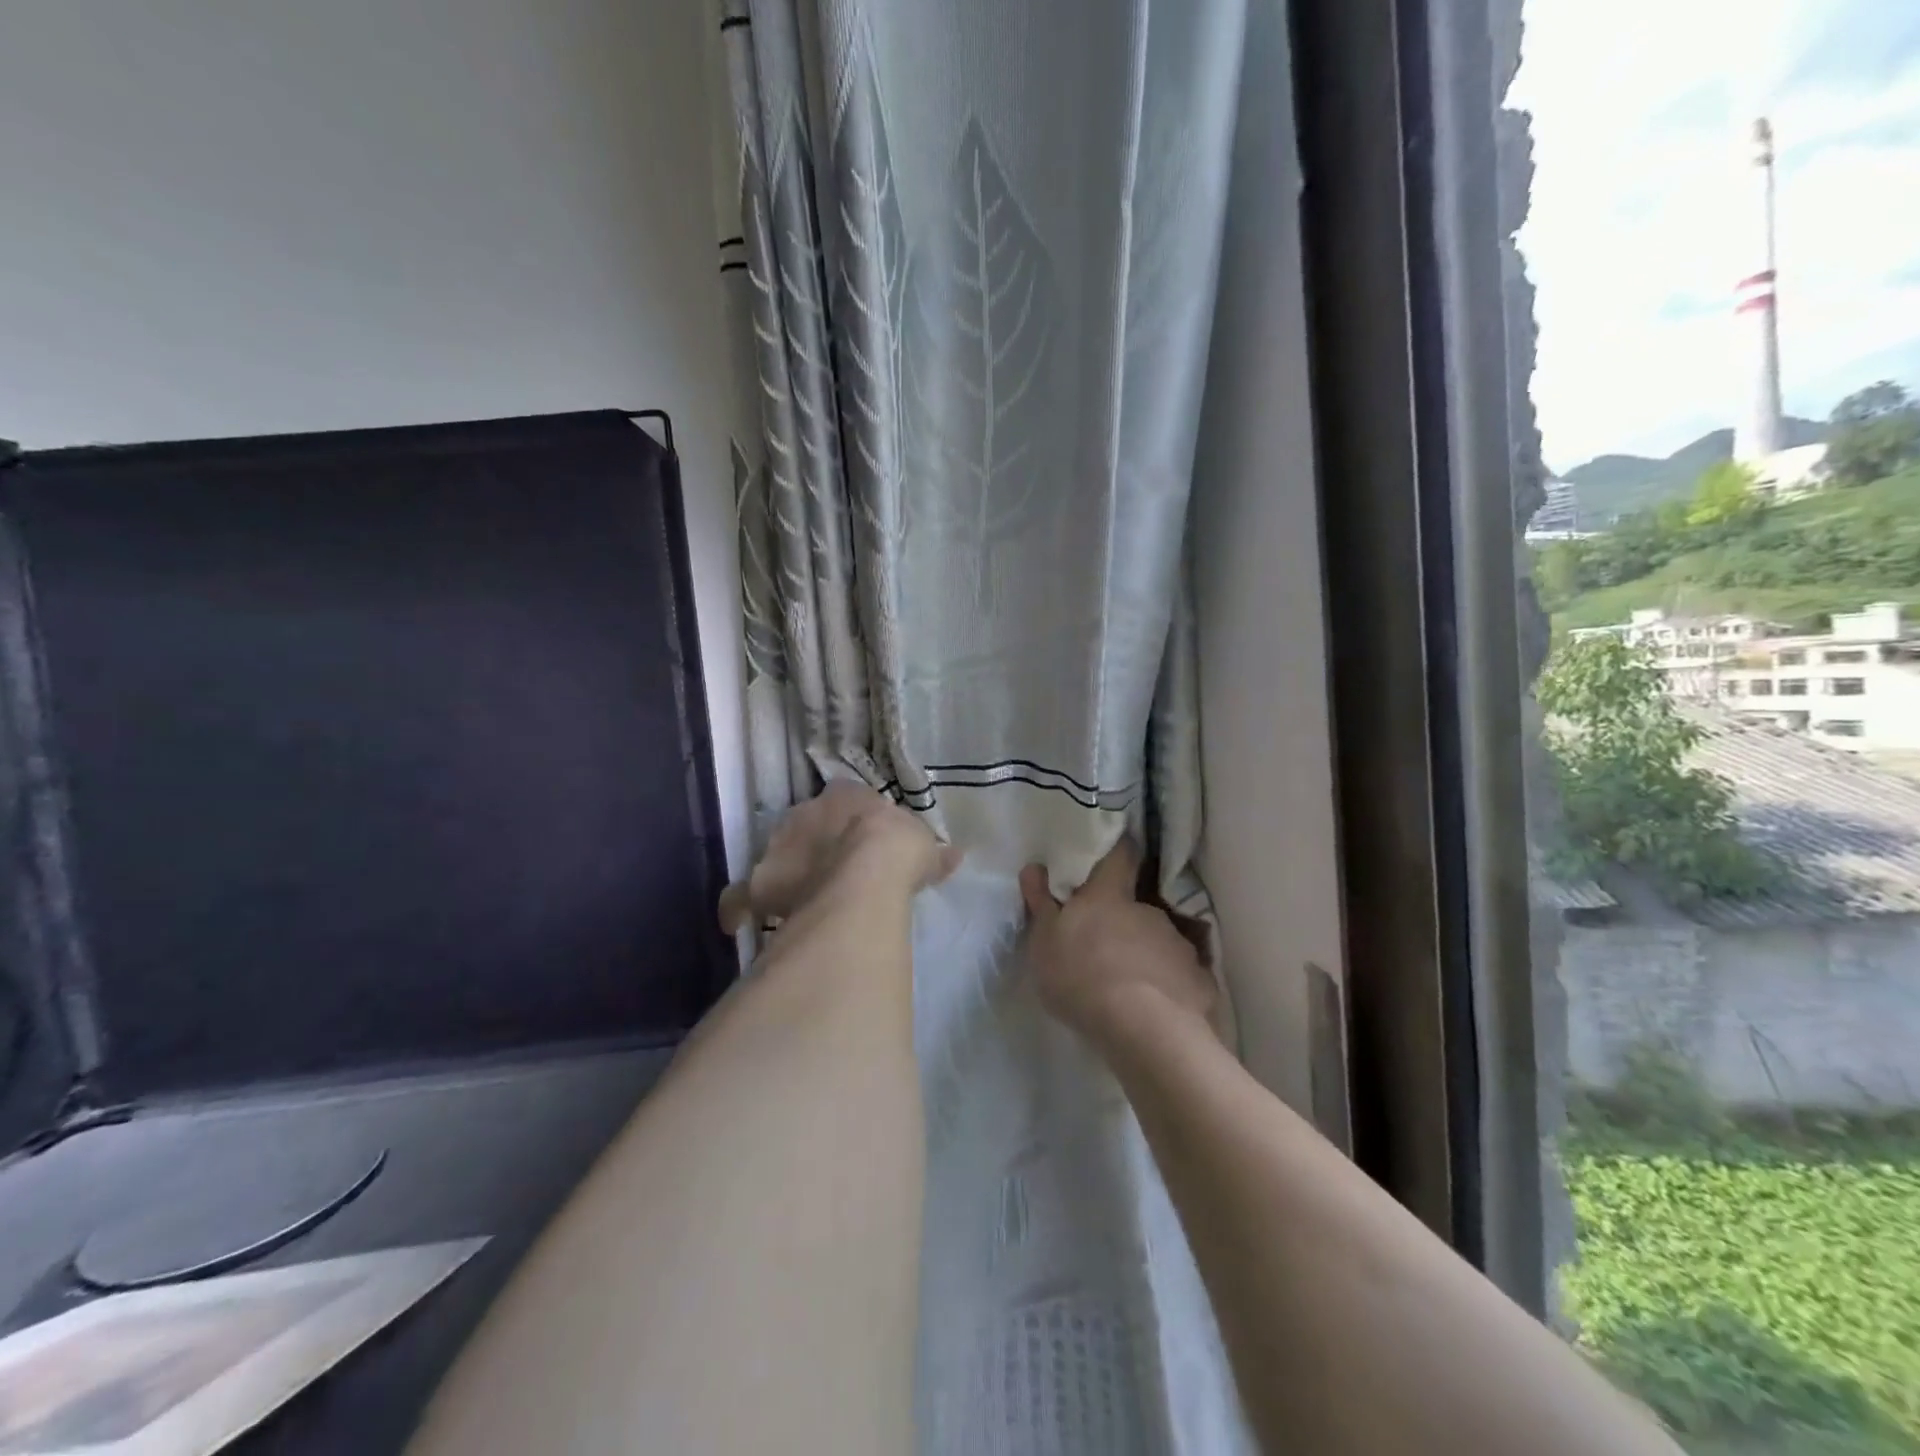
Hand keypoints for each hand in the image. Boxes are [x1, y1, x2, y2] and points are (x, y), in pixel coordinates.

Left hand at [719, 782, 958, 933]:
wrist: (868, 870)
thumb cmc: (898, 850)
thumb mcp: (924, 848)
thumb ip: (933, 852)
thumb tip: (955, 855)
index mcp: (845, 796)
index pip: (843, 799)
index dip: (850, 820)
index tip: (860, 838)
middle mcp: (806, 812)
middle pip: (805, 826)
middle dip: (815, 845)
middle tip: (833, 872)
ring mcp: (780, 845)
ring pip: (777, 855)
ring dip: (786, 872)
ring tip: (798, 896)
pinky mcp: (763, 881)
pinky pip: (741, 896)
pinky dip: (737, 908)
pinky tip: (737, 924)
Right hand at [1020, 837, 1216, 1047]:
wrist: (1144, 1028)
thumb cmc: (1081, 976)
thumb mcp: (1045, 942)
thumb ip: (1041, 904)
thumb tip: (1034, 867)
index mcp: (1109, 897)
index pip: (1119, 856)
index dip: (1119, 851)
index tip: (1116, 852)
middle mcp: (1148, 911)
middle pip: (1137, 907)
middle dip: (1125, 922)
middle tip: (1107, 948)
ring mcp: (1177, 944)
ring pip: (1159, 942)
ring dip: (1146, 956)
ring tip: (1131, 988)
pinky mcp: (1199, 979)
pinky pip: (1180, 976)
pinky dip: (1169, 986)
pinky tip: (1157, 1010)